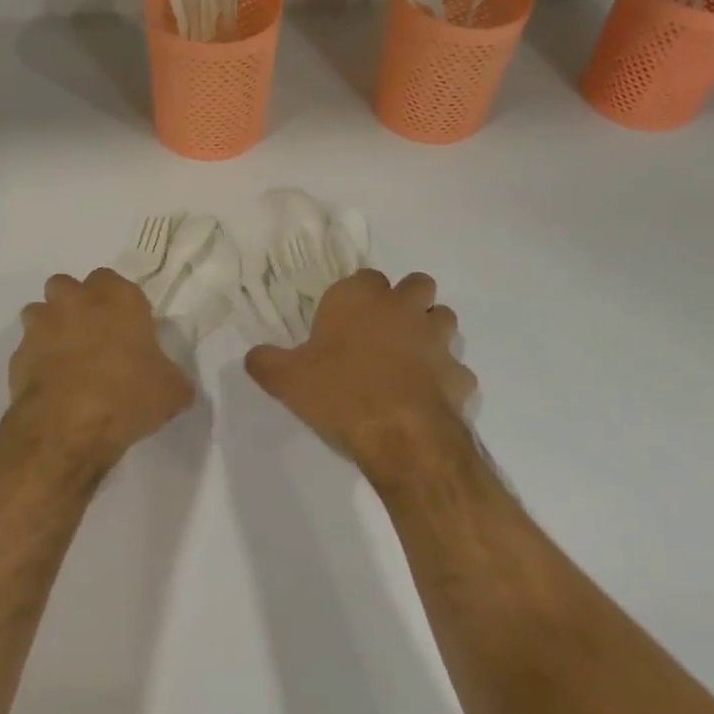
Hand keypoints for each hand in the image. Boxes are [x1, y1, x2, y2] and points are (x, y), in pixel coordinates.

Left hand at [8, 269, 194, 467]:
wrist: (68, 427)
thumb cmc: (128, 395)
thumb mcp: (172, 390)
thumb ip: (171, 375)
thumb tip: (170, 380)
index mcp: (118, 297)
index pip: (114, 281)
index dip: (118, 302)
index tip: (127, 327)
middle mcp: (76, 300)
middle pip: (69, 286)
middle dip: (77, 304)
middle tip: (93, 336)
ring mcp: (42, 324)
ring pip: (41, 311)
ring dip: (51, 326)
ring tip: (67, 358)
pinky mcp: (18, 353)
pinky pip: (28, 348)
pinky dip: (37, 360)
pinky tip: (52, 384)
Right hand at [245, 270, 476, 482]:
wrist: (401, 436)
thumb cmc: (340, 394)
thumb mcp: (287, 380)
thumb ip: (266, 362)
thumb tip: (254, 356)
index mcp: (360, 298)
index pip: (365, 277)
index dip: (358, 296)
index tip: (344, 321)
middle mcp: (403, 308)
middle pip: (417, 284)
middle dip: (406, 301)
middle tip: (384, 331)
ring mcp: (438, 339)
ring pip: (444, 318)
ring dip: (430, 331)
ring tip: (409, 359)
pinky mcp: (460, 374)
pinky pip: (455, 368)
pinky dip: (445, 378)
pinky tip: (426, 398)